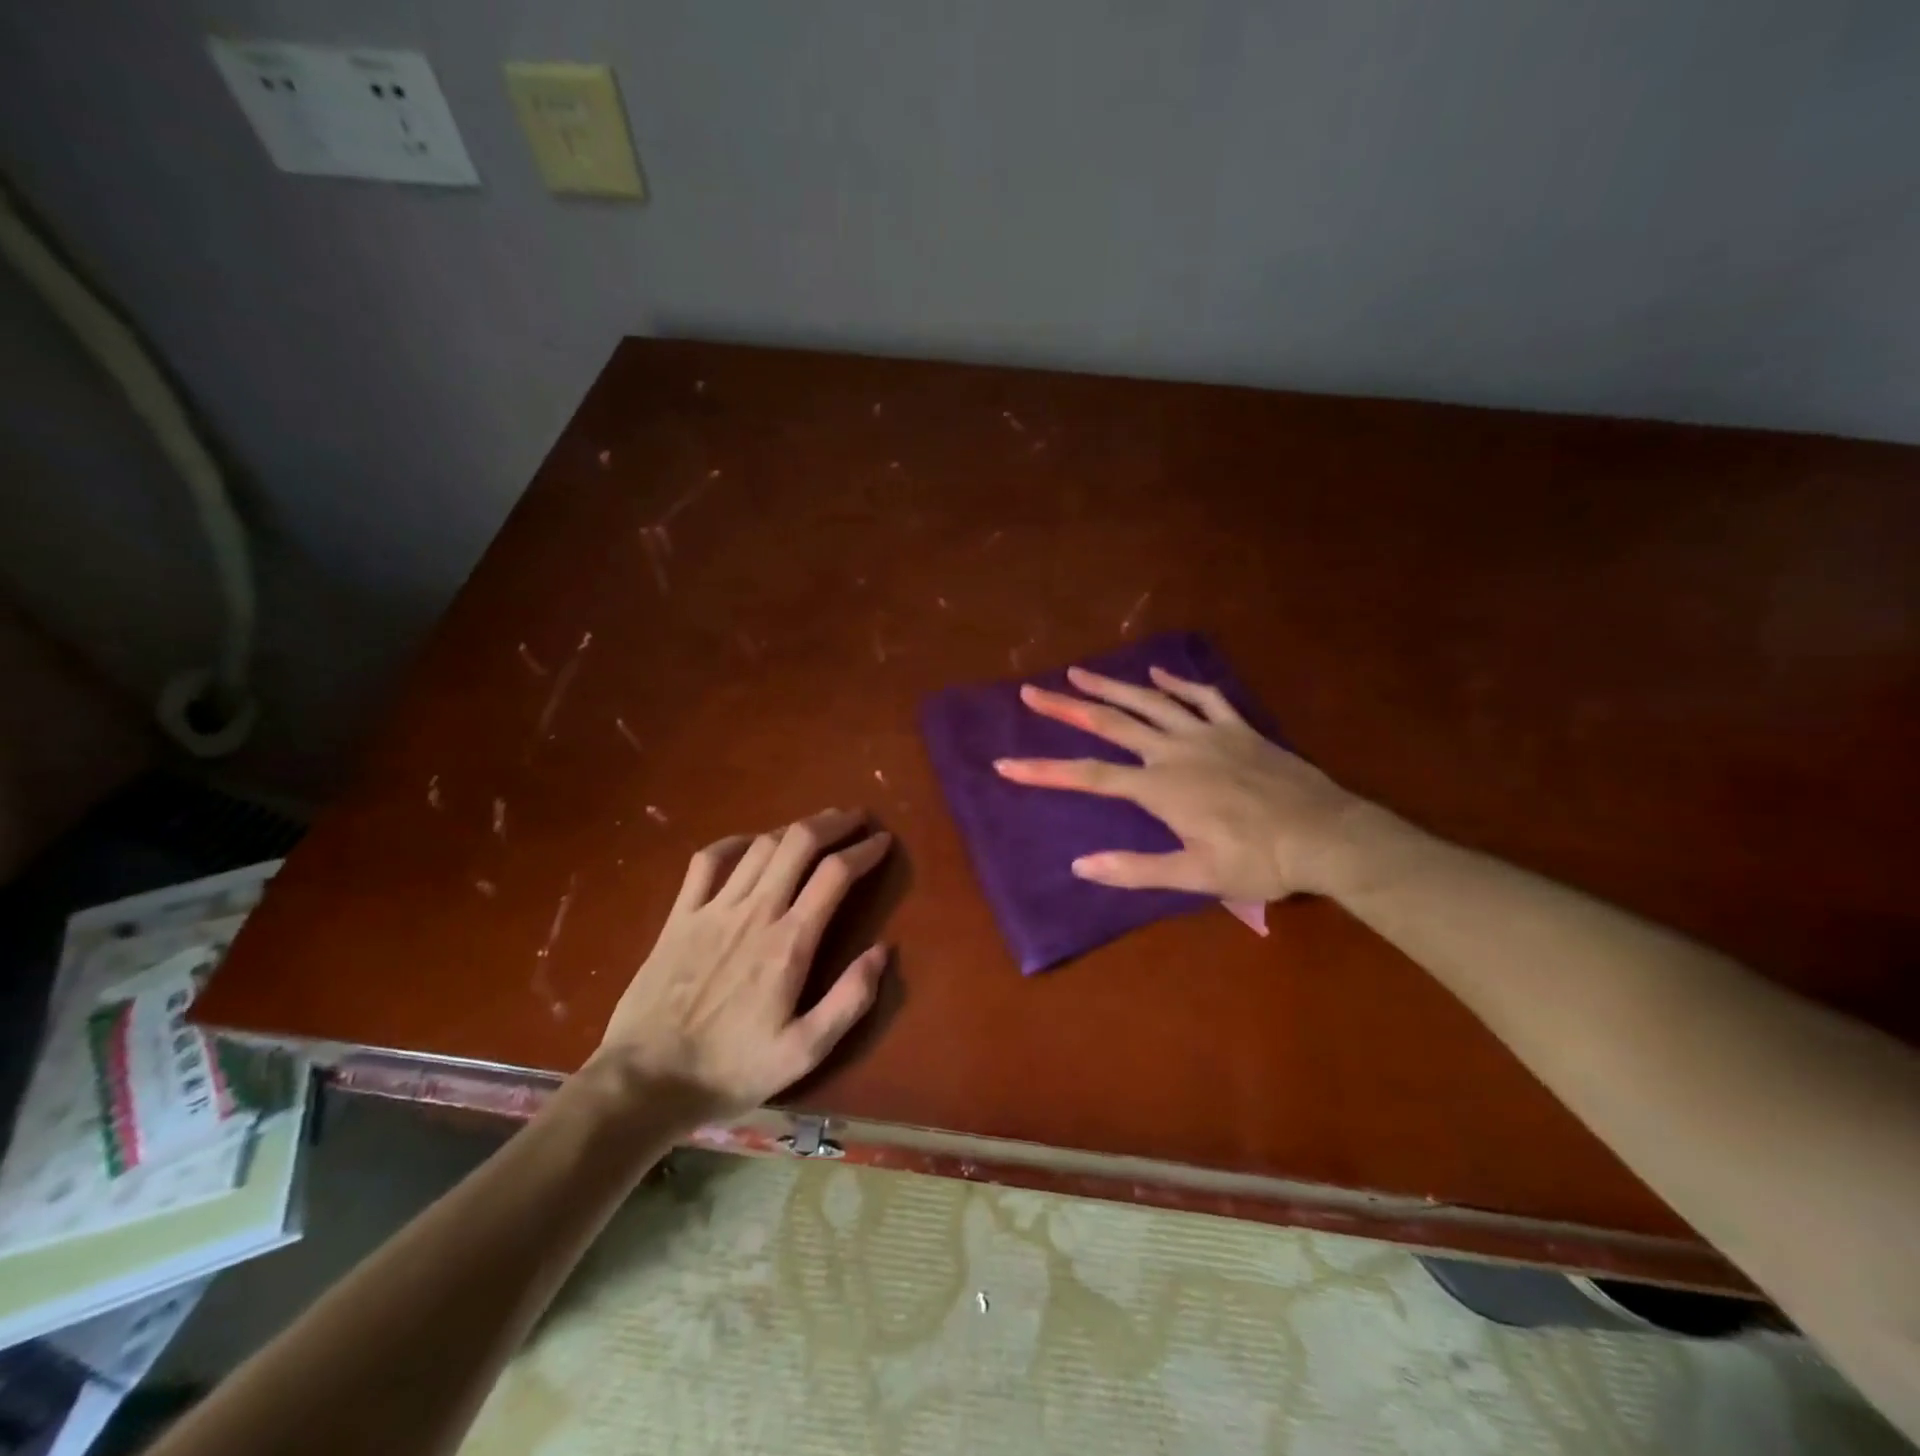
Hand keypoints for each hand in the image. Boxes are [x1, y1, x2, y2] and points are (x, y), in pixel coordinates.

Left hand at [596, 808, 891, 1122]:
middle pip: (799, 843)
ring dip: (795, 828)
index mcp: (789, 943)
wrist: (645, 1081)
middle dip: (834, 823)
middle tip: (857, 819)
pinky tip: (752, 842)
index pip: (835, 874)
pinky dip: (736, 842)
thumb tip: (882, 950)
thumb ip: (849, 1000)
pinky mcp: (680, 916)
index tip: (884, 841)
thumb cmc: (731, 1069)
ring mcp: (713, 909)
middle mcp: (755, 912)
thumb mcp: (804, 1052)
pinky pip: (708, 861)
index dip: (865, 850)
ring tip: (817, 826)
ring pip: (761, 846)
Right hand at [994, 665, 1376, 902]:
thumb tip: (1080, 865)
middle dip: (1067, 708)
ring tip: (1079, 672)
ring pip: (1151, 701)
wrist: (1327, 835)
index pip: (1089, 776)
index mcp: (1160, 788)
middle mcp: (1175, 751)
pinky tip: (1158, 672)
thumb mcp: (1196, 876)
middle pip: (1111, 724)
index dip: (1044, 771)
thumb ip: (1136, 869)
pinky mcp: (1238, 728)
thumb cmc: (1259, 861)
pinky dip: (1178, 681)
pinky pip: (1203, 696)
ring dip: (1112, 686)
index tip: (1006, 764)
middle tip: (1032, 692)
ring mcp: (1208, 734)